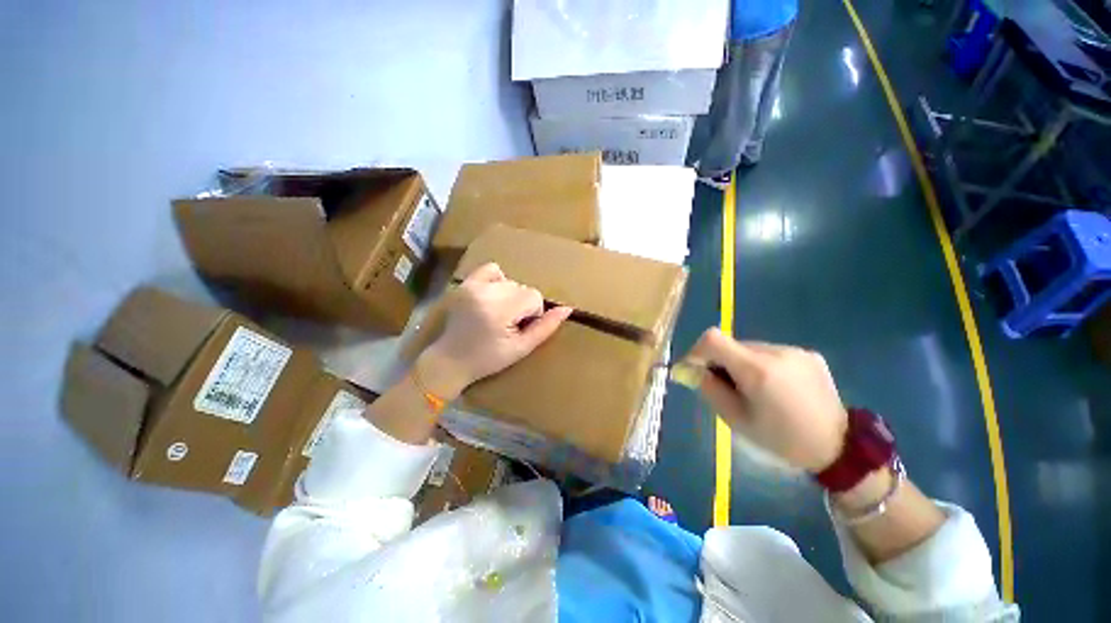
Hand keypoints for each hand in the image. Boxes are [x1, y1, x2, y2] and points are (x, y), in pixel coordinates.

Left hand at [418, 263, 571, 398]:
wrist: (449, 360)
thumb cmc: (488, 359)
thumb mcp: (522, 348)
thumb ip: (546, 327)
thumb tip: (567, 308)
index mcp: (499, 309)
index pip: (534, 297)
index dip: (533, 314)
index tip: (519, 329)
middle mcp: (485, 292)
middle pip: (523, 288)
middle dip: (522, 305)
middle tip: (508, 324)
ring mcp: (472, 285)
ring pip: (511, 281)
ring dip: (512, 295)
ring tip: (499, 312)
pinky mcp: (464, 283)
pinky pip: (492, 269)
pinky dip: (498, 281)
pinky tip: (493, 297)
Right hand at [686, 329, 847, 471]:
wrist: (839, 448)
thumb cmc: (781, 439)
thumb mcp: (736, 420)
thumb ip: (710, 390)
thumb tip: (691, 370)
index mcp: (757, 370)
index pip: (713, 339)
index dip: (697, 351)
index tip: (695, 370)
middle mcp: (776, 352)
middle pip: (731, 344)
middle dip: (719, 361)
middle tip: (724, 385)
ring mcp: (794, 351)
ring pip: (750, 348)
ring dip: (740, 363)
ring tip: (753, 389)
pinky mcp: (807, 354)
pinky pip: (770, 352)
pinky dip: (761, 364)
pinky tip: (775, 387)